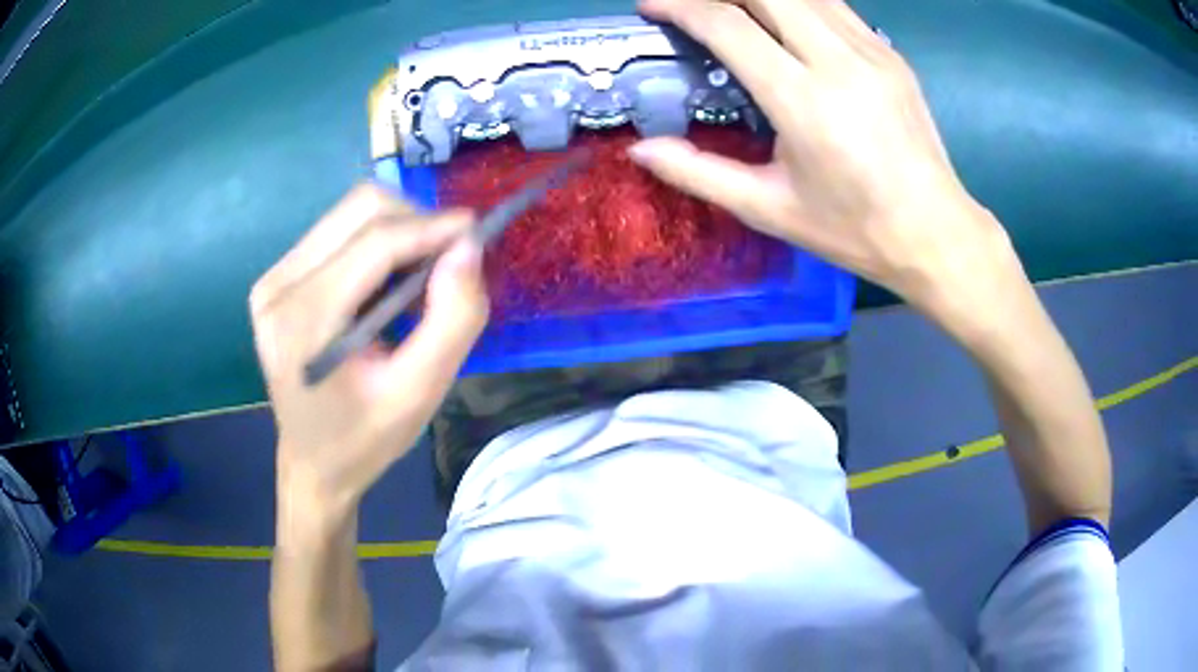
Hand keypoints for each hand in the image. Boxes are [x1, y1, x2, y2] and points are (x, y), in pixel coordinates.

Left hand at [250, 185, 488, 511]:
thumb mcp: (420, 393)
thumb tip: (468, 248)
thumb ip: (452, 319)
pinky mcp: (276, 279)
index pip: (375, 242)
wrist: (313, 464)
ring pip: (348, 214)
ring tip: (415, 280)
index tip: (476, 231)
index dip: (432, 227)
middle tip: (445, 264)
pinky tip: (384, 286)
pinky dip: (374, 244)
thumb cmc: (365, 438)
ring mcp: (272, 280)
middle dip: (414, 223)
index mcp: (304, 321)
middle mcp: (278, 287)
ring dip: (396, 232)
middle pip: (359, 209)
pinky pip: (336, 233)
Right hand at [630, 0, 1021, 315]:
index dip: (680, 6)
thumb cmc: (854, 230)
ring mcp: (872, 52)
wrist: (936, 233)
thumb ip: (700, 174)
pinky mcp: (891, 55)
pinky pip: (834, 6)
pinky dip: (797, 2)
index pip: (728, 25)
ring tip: (732, 8)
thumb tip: (641, 150)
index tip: (651, 7)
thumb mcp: (771, 210)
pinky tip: (782, 20)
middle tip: (694, 6)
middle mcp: (838, 61)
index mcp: (804, 101)